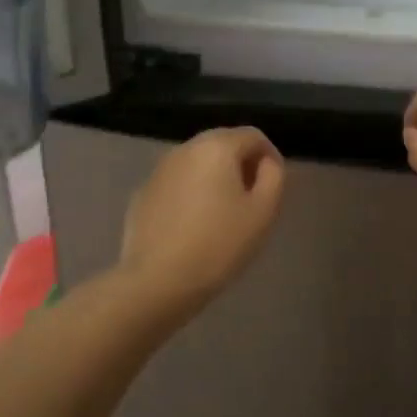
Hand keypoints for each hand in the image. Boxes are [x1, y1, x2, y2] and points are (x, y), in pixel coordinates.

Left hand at [118, 127, 285, 317]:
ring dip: (214, 179)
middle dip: (241, 165)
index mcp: (216, 147)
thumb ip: (273, 177)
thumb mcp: (263, 212)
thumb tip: (266, 163)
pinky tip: (192, 226)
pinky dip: (190, 193)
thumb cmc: (218, 244)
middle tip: (251, 200)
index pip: (253, 136)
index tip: (273, 187)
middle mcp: (185, 149)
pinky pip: (176, 183)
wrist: (157, 281)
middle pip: (222, 144)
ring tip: (223, 214)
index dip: (270, 157)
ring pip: (197, 163)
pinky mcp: (142, 193)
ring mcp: (159, 170)